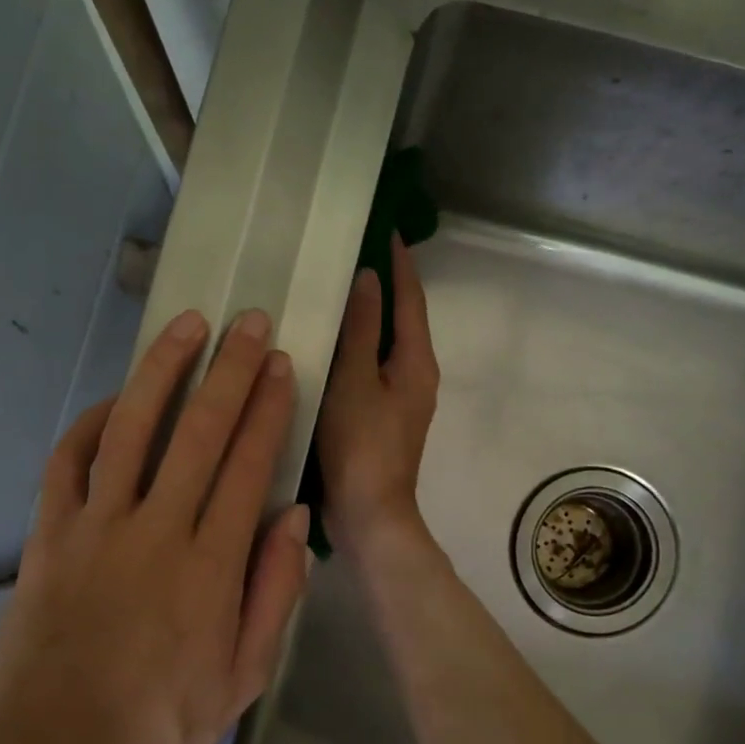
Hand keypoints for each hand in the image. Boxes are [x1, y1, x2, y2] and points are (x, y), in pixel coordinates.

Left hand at [0, 308, 309, 743]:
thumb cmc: (161, 727)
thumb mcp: (244, 678)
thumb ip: (274, 593)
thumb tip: (294, 516)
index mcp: (211, 567)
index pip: (247, 466)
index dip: (267, 410)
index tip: (281, 367)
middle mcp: (155, 532)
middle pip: (198, 433)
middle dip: (229, 371)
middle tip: (249, 323)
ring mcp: (94, 530)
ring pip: (131, 431)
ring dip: (161, 373)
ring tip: (186, 328)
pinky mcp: (47, 539)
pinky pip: (67, 465)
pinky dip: (90, 425)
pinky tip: (114, 401)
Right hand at [315, 235, 440, 555]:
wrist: (369, 514)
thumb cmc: (361, 445)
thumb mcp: (355, 380)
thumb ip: (361, 328)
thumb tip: (369, 278)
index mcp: (416, 362)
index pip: (411, 299)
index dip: (400, 264)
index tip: (385, 229)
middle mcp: (415, 376)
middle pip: (401, 320)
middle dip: (383, 286)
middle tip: (352, 253)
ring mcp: (399, 399)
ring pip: (383, 345)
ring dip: (366, 317)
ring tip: (336, 290)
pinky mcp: (380, 418)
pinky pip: (369, 368)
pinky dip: (354, 348)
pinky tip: (328, 343)